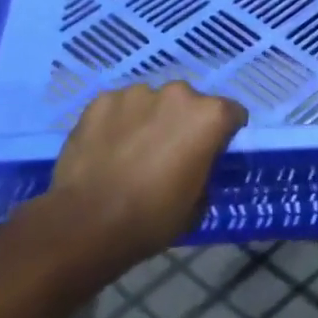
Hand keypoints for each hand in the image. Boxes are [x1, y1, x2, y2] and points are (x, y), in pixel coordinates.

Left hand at [30, 81, 246, 272]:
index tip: (210, 153)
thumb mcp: (197, 204)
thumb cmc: (152, 218)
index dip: (223, 133)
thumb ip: (205, 171)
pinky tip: (106, 149)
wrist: (86, 224)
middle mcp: (178, 93)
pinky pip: (118, 107)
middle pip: (189, 103)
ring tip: (131, 152)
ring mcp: (137, 93)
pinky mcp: (102, 100)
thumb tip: (196, 164)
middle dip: (183, 122)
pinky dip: (117, 122)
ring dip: (149, 120)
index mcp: (209, 116)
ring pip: (151, 102)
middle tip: (167, 153)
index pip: (232, 113)